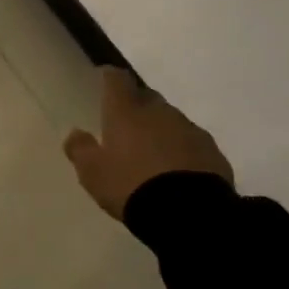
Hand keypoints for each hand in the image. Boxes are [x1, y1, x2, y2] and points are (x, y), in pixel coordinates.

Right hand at [63, 66, 233, 219]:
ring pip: (171, 120)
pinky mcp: (213, 151)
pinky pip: (191, 142)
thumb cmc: (130, 184)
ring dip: (160, 128)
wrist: (188, 212)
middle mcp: (159, 113)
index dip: (110, 76)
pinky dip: (181, 148)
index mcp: (126, 112)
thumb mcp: (92, 172)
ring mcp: (190, 130)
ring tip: (151, 151)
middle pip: (147, 97)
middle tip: (126, 123)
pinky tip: (175, 168)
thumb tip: (76, 133)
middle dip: (136, 105)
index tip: (105, 76)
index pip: (118, 80)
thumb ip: (80, 149)